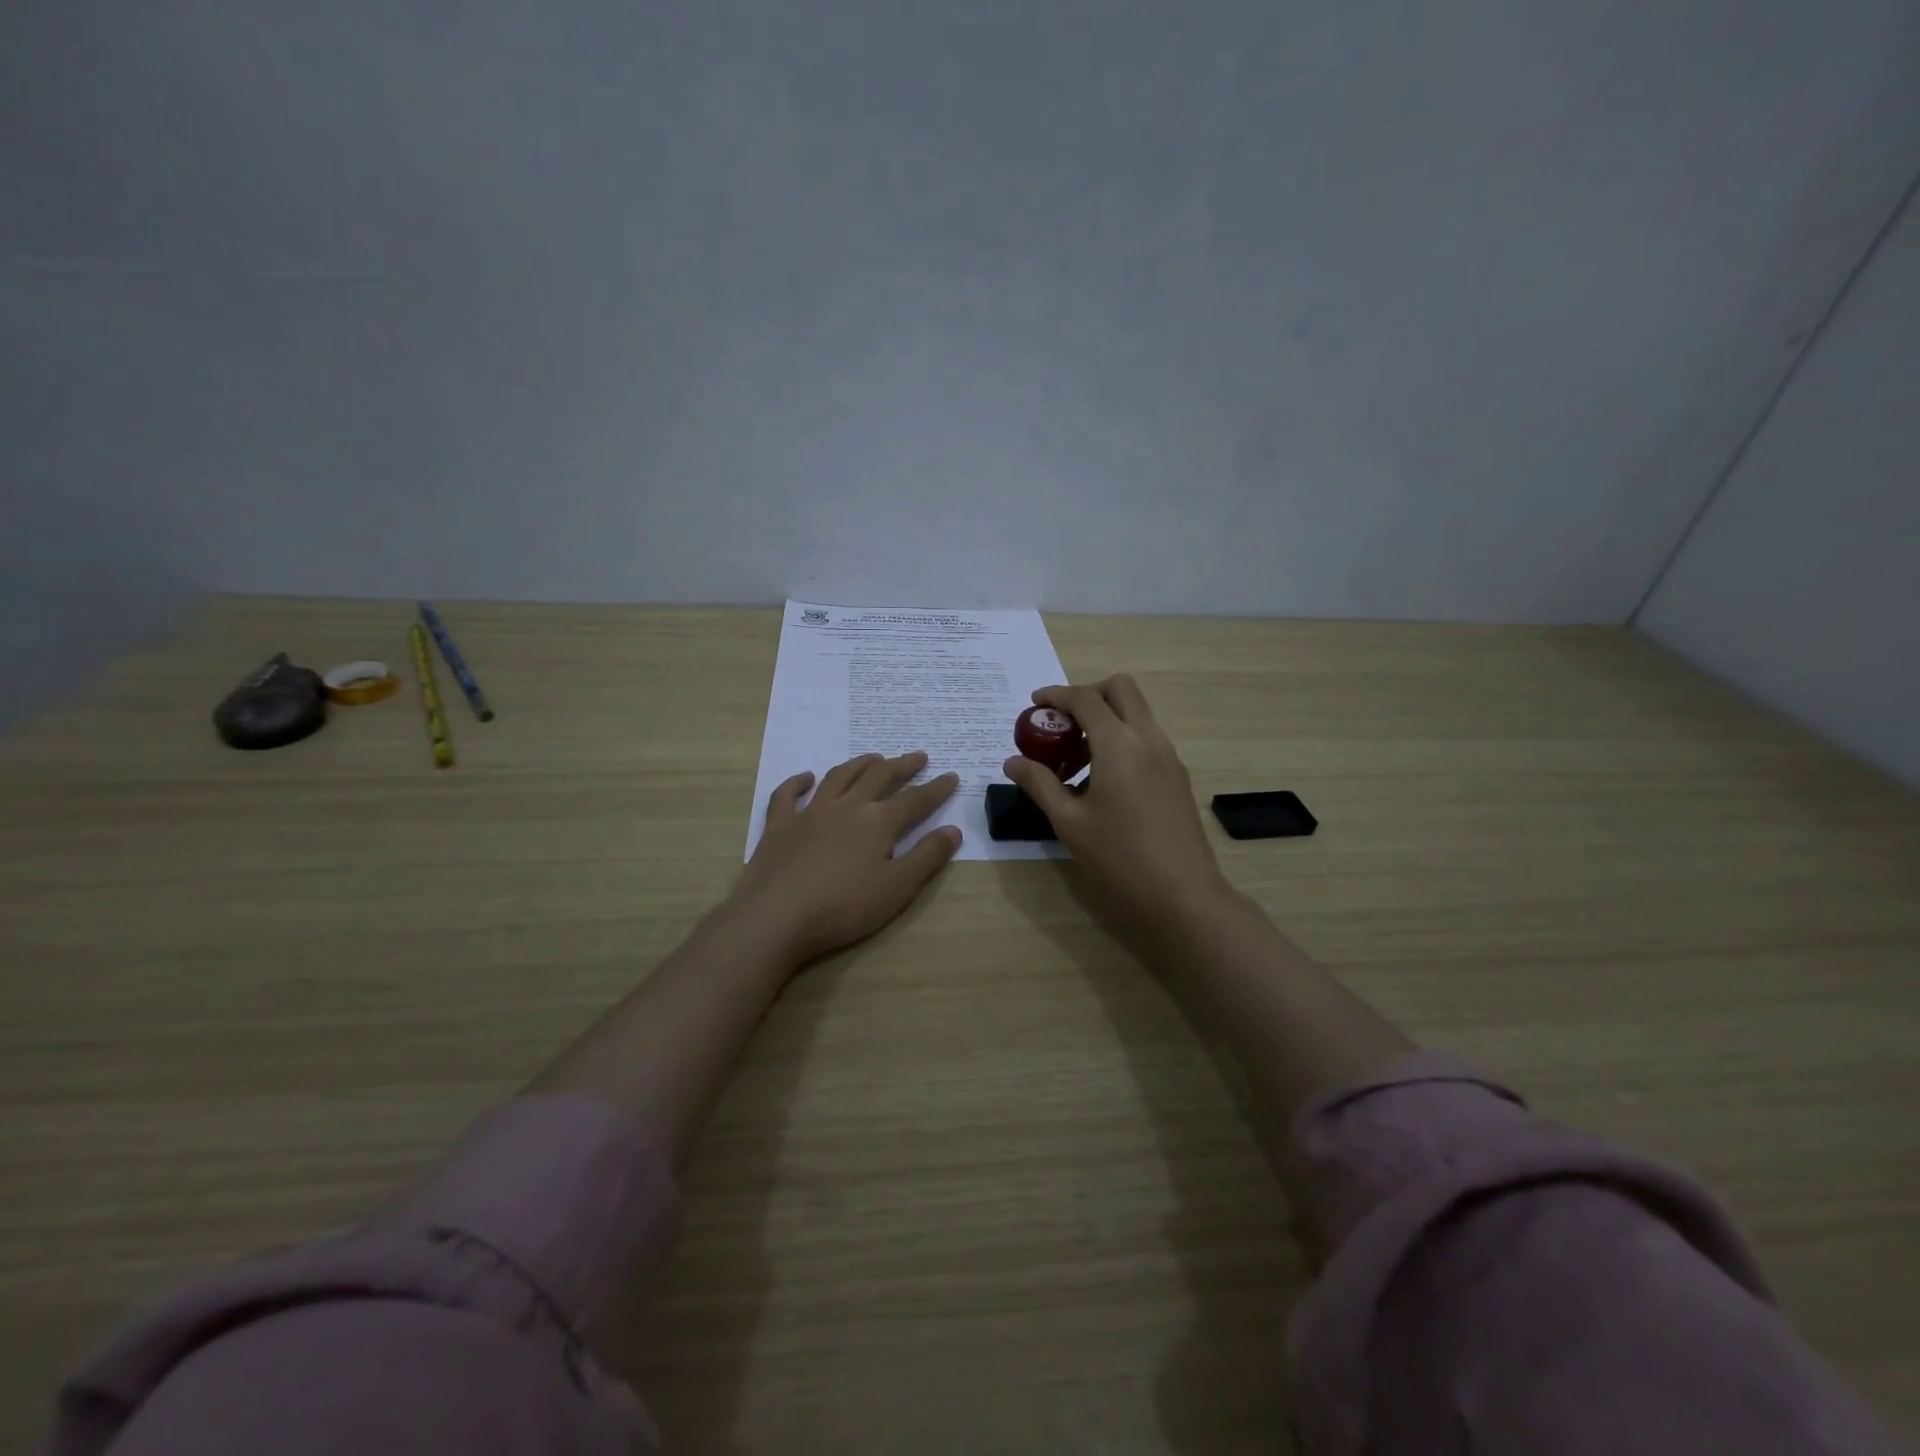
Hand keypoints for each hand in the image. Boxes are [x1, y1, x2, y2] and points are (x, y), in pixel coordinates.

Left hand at [728, 751, 962, 964]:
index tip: (952, 777)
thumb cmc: (844, 906)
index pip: (915, 800)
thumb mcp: (898, 888)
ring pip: (838, 777)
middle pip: (878, 777)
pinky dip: (797, 782)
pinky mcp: (779, 826)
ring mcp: (810, 813)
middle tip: (918, 757)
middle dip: (902, 766)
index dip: (936, 789)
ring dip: (859, 764)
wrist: (776, 916)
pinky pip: (787, 795)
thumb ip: (927, 857)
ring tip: (874, 758)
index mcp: (878, 822)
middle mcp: (846, 807)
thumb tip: (953, 830)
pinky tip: (806, 777)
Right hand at [1004, 676, 1235, 949]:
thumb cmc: (1119, 858)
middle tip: (1062, 726)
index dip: (1056, 695)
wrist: (1183, 896)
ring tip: (1076, 761)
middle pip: (1121, 689)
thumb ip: (1040, 784)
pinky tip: (1103, 782)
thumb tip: (1013, 761)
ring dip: (1106, 720)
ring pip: (1137, 713)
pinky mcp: (1178, 776)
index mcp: (1119, 744)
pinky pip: (1146, 739)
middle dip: (1088, 695)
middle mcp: (1148, 738)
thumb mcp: (1069, 822)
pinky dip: (1122, 740)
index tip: (1034, 704)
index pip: (1085, 698)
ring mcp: (1168, 756)